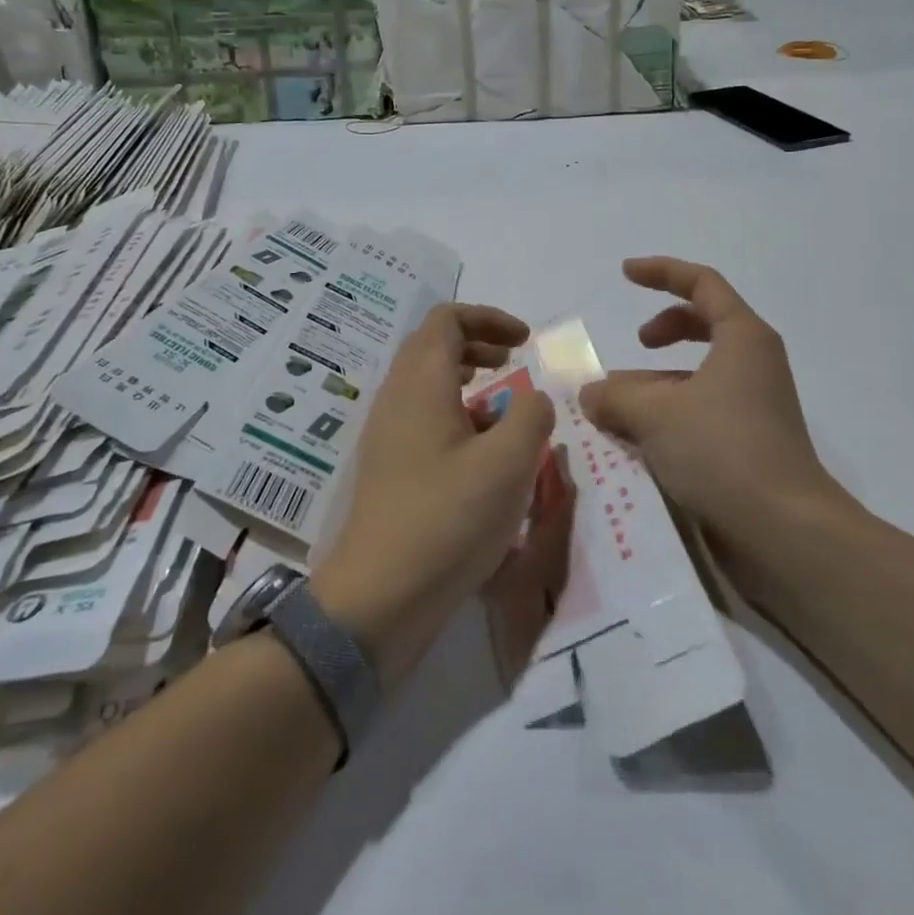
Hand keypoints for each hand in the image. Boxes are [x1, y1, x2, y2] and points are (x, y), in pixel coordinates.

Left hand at [314, 303, 557, 687]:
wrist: (380, 596)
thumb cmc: (447, 519)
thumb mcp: (508, 464)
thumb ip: (531, 416)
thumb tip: (533, 399)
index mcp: (420, 383)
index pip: (446, 319)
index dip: (489, 318)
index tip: (525, 341)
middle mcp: (396, 398)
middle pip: (432, 345)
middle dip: (477, 342)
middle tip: (514, 361)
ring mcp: (387, 433)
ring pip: (426, 381)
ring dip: (466, 377)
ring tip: (502, 403)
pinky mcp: (388, 466)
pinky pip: (422, 415)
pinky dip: (454, 411)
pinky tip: (481, 449)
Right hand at [579, 257, 862, 587]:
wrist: (784, 531)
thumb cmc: (722, 450)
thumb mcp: (655, 415)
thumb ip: (615, 396)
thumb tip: (590, 393)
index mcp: (743, 338)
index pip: (702, 284)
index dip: (662, 272)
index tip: (624, 274)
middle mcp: (753, 364)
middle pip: (705, 324)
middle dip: (664, 327)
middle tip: (635, 344)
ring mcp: (754, 405)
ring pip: (698, 375)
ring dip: (656, 383)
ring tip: (615, 409)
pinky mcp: (748, 443)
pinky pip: (701, 411)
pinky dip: (668, 414)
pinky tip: (636, 442)